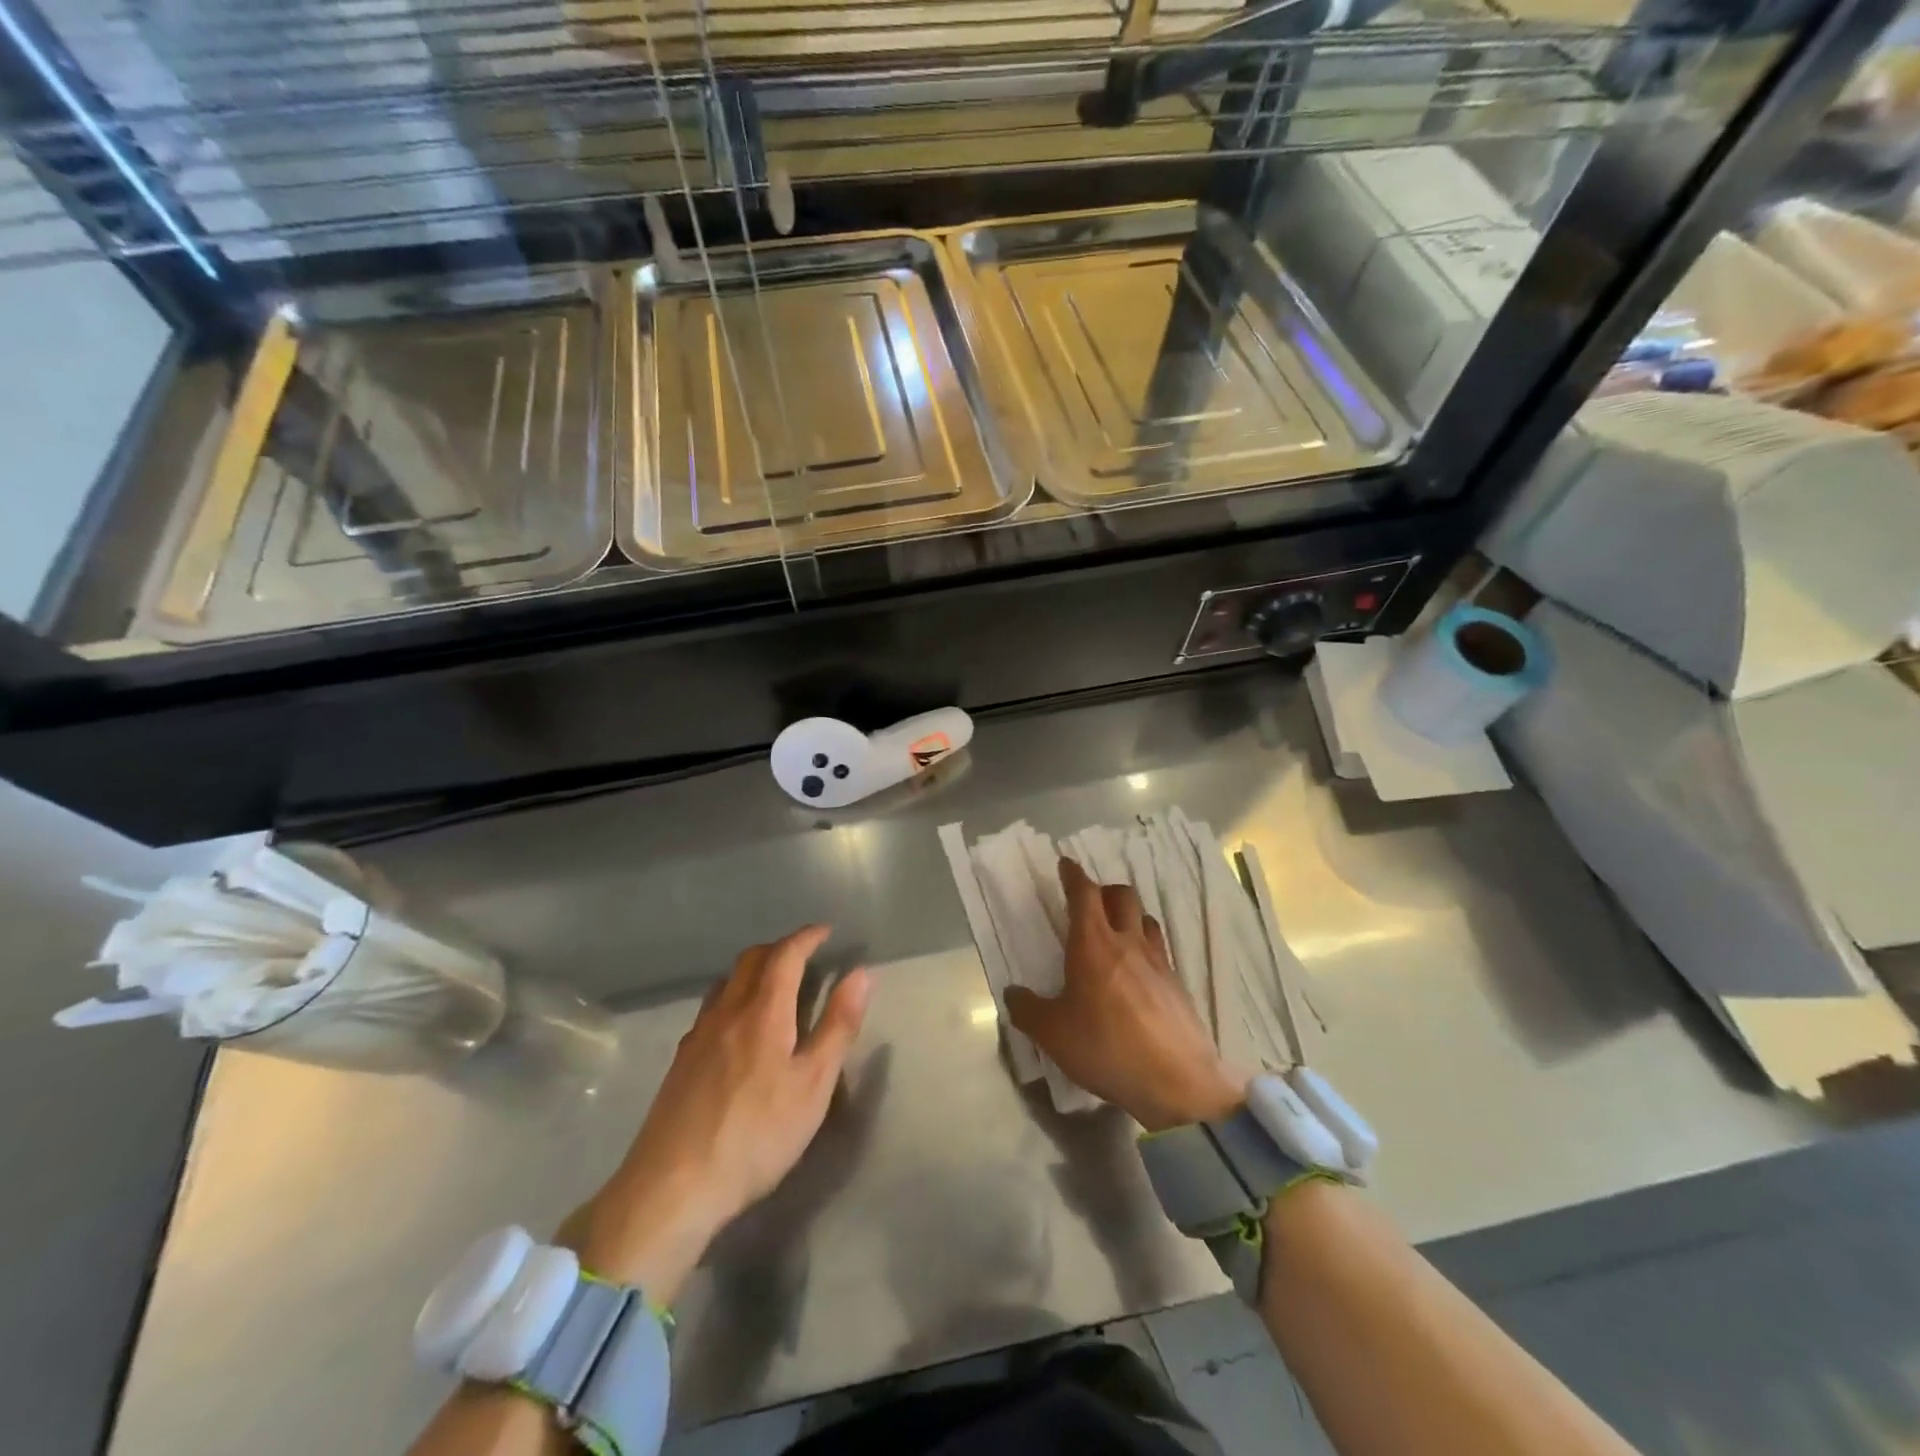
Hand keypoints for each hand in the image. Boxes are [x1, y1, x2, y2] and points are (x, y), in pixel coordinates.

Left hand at [559, 926, 869, 1303]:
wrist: (673, 1187)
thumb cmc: (756, 1134)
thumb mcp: (813, 1085)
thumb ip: (838, 1026)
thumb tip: (860, 973)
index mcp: (763, 1011)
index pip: (785, 955)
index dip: (807, 937)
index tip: (826, 931)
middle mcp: (727, 1011)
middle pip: (752, 959)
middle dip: (781, 948)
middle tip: (805, 955)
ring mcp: (698, 1036)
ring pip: (726, 982)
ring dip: (754, 970)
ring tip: (775, 985)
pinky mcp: (680, 1062)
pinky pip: (711, 1008)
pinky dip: (734, 997)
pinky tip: (739, 1028)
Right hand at [1005, 859, 1241, 1132]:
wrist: (1176, 1082)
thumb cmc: (1106, 1048)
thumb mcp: (1053, 1035)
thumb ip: (1028, 1010)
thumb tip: (1013, 994)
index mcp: (1093, 945)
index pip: (1084, 894)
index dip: (1074, 875)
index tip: (1066, 864)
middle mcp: (1127, 942)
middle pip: (1122, 895)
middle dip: (1104, 890)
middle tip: (1090, 901)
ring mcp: (1157, 962)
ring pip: (1145, 919)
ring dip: (1129, 915)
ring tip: (1116, 931)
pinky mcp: (1177, 984)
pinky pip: (1159, 949)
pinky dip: (1144, 946)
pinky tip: (1138, 971)